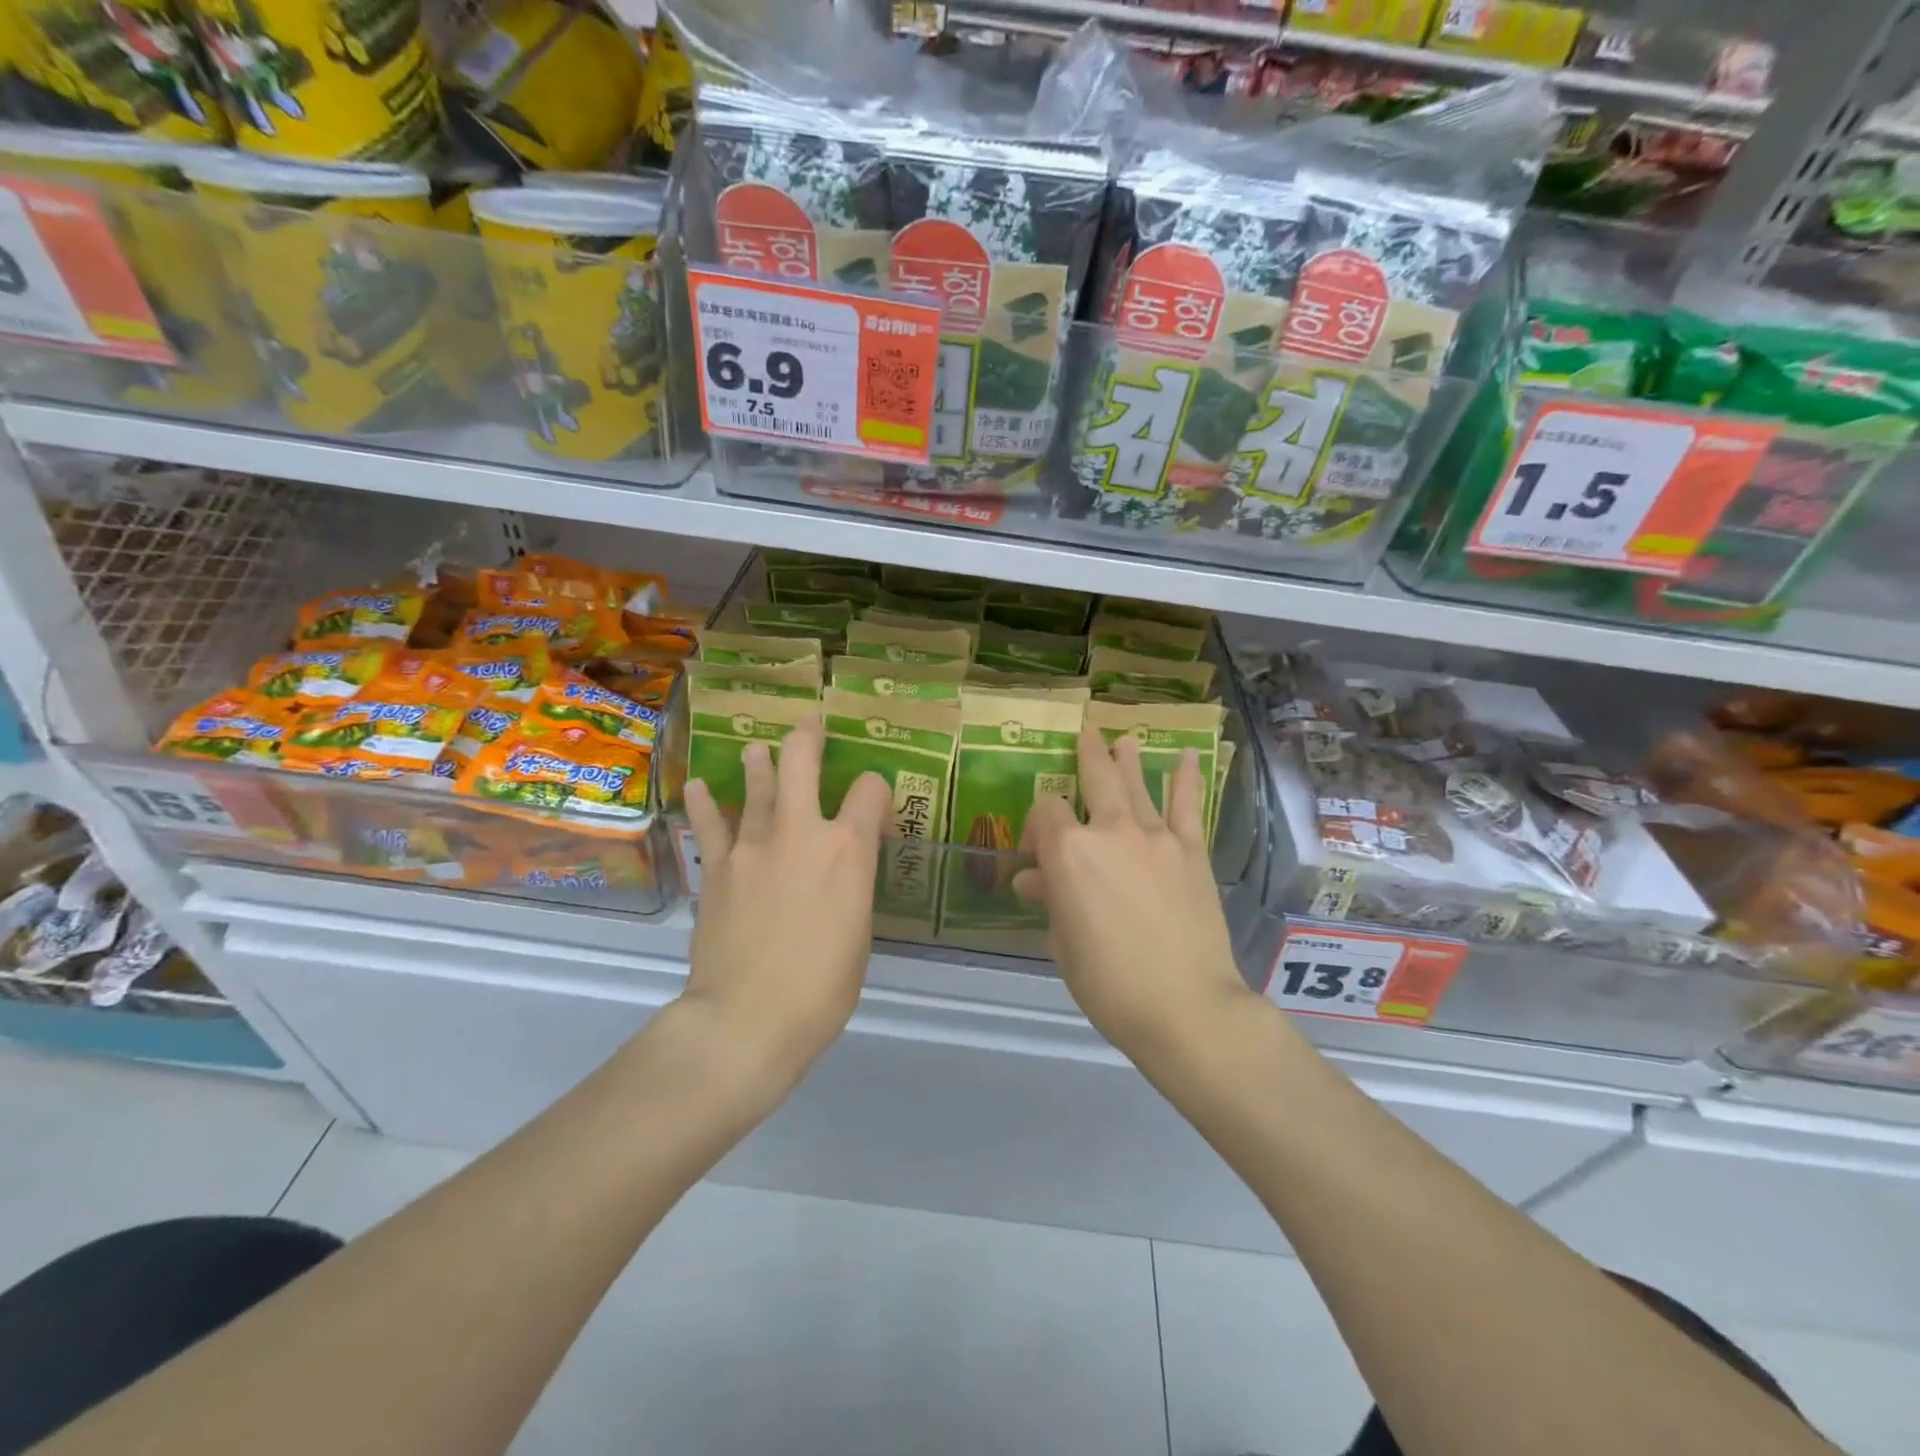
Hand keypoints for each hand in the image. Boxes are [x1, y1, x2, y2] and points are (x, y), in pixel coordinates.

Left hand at [681, 715, 889, 1091]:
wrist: (747, 1019)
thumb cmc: (823, 988)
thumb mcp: (859, 933)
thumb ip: (851, 889)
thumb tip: (840, 875)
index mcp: (848, 849)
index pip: (871, 791)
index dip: (878, 794)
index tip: (876, 818)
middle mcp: (801, 832)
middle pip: (802, 762)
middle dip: (808, 737)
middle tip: (811, 723)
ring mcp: (752, 845)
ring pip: (756, 786)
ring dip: (759, 763)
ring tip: (757, 751)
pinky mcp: (716, 868)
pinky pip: (709, 825)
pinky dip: (705, 803)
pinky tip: (699, 788)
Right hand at [1015, 727, 1255, 1061]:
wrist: (1186, 1006)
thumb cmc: (1109, 983)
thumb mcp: (1064, 943)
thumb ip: (1051, 900)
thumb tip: (1035, 879)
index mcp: (1070, 853)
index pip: (1045, 811)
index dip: (1036, 823)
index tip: (1036, 851)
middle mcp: (1111, 831)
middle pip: (1095, 777)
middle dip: (1087, 753)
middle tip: (1085, 732)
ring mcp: (1156, 837)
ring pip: (1138, 785)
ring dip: (1128, 759)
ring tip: (1124, 738)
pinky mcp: (1192, 852)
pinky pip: (1187, 807)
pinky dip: (1187, 780)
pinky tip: (1188, 758)